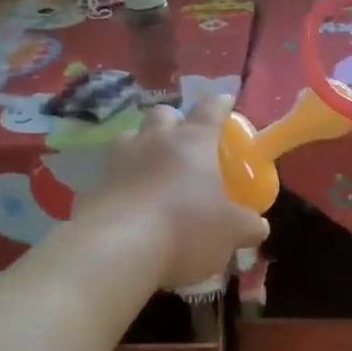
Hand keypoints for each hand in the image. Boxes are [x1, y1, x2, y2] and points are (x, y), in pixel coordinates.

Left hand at [82, 98, 270, 290]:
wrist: (118, 248)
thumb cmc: (187, 228)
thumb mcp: (230, 232)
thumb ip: (247, 225)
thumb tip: (258, 226)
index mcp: (193, 141)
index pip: (210, 109)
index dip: (220, 105)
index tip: (226, 102)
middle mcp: (155, 140)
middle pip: (163, 114)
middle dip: (174, 121)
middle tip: (184, 141)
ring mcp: (119, 160)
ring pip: (131, 138)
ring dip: (143, 148)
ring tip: (152, 170)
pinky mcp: (94, 185)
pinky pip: (111, 173)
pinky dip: (123, 182)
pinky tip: (130, 203)